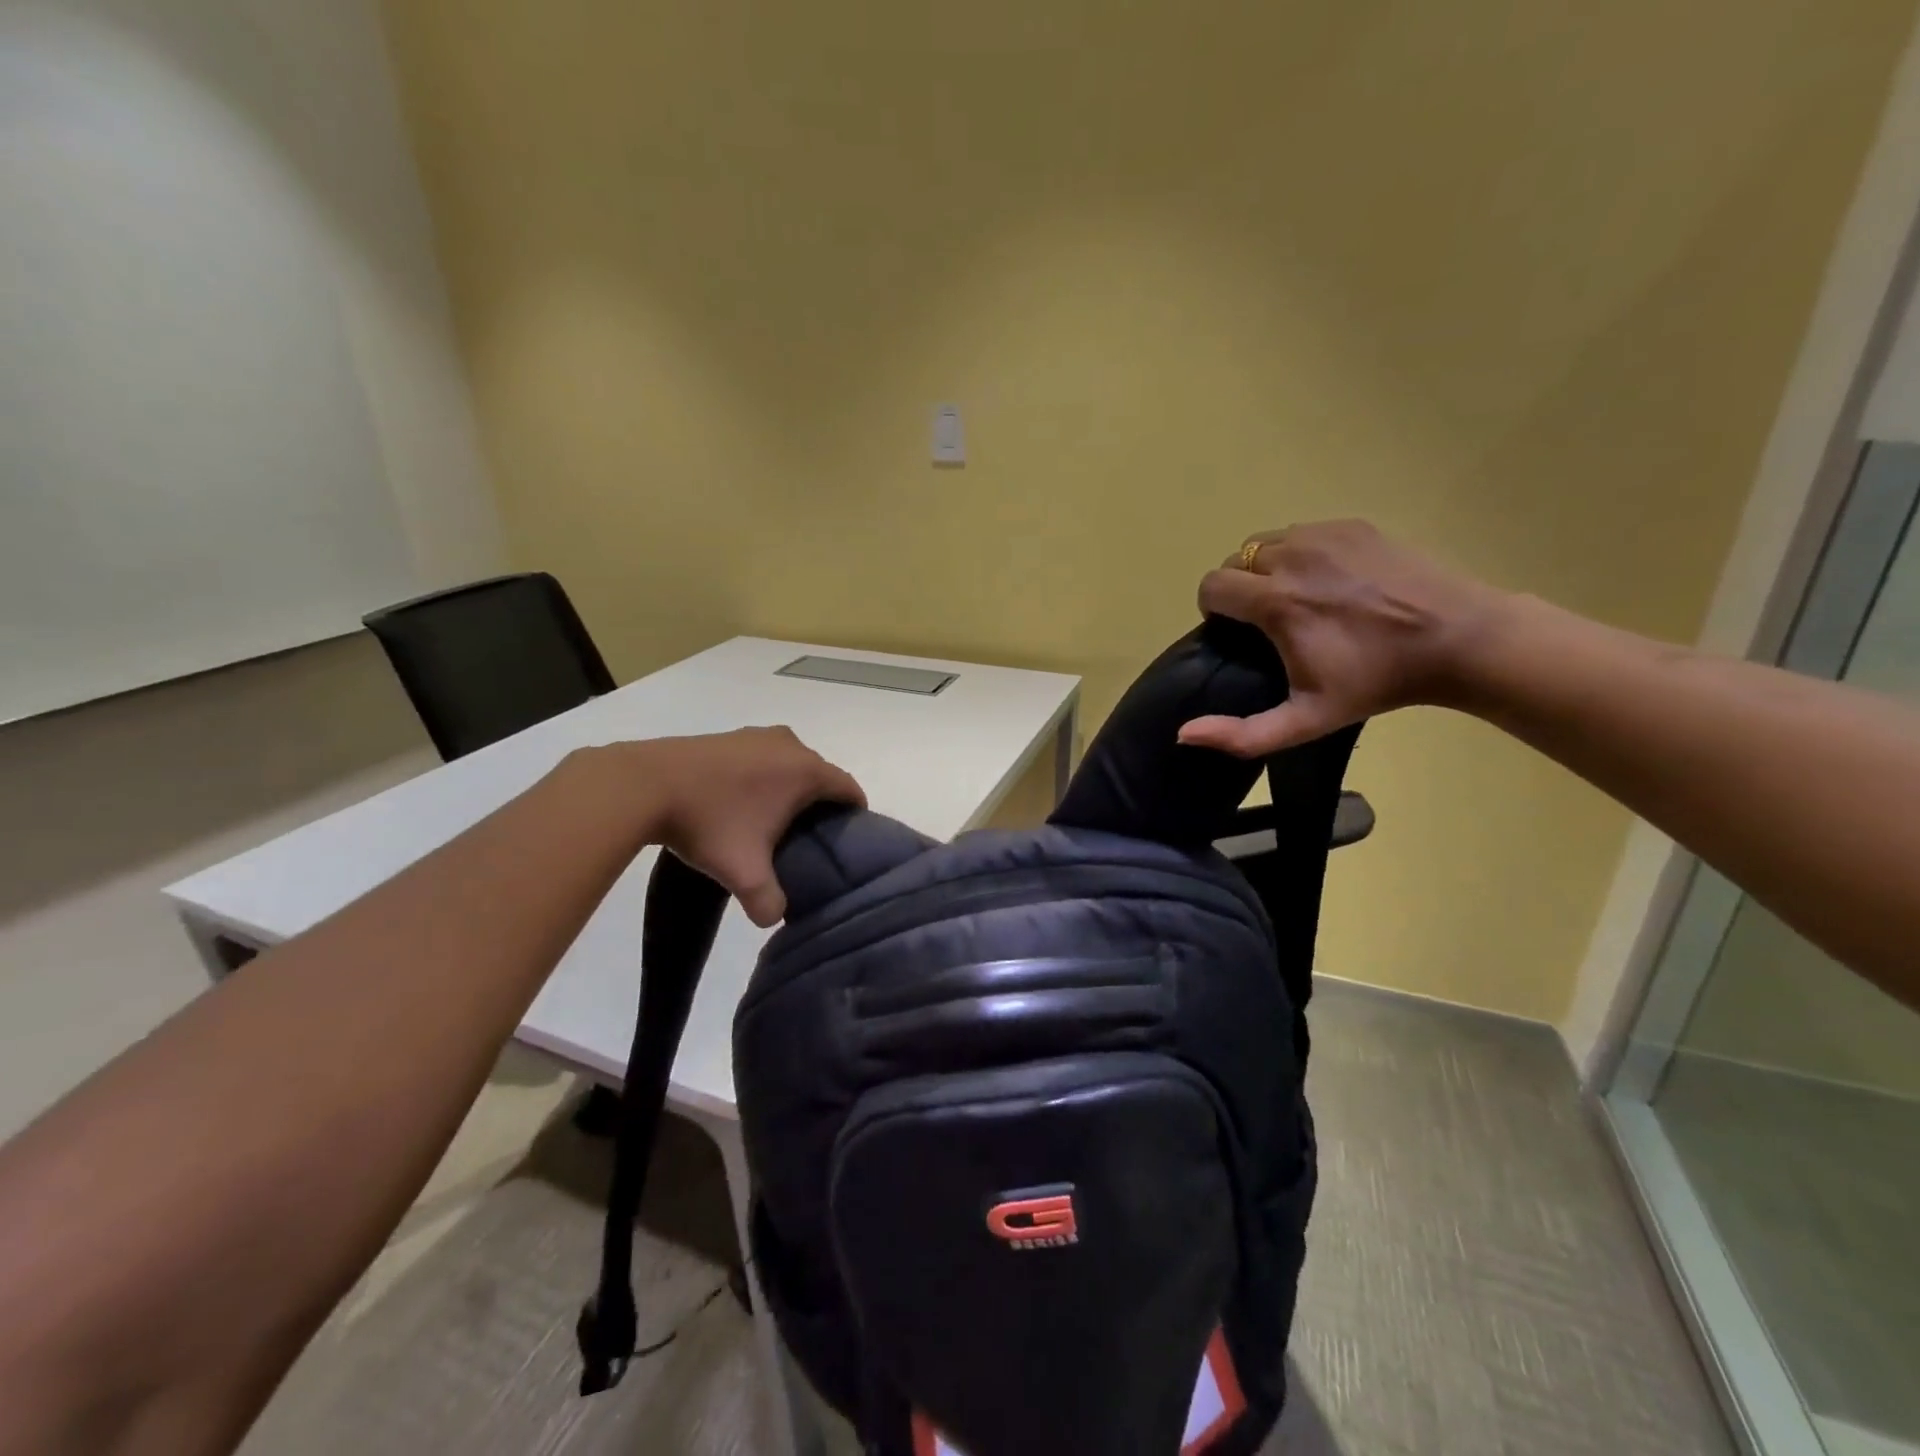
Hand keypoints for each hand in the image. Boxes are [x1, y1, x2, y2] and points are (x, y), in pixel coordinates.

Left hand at [616, 728, 865, 924]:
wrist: (644, 784)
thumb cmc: (708, 822)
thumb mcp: (742, 872)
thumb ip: (768, 901)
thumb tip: (773, 917)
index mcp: (806, 771)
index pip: (848, 788)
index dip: (854, 814)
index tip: (846, 838)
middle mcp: (790, 745)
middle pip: (820, 775)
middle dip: (819, 804)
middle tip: (806, 839)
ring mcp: (757, 735)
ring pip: (790, 764)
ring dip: (789, 789)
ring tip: (773, 823)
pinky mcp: (730, 736)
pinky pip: (763, 758)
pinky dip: (763, 778)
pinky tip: (741, 803)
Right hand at [1179, 520, 1507, 756]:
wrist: (1459, 640)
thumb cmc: (1377, 683)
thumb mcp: (1307, 720)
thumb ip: (1242, 734)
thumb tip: (1185, 733)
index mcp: (1276, 601)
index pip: (1212, 586)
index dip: (1215, 610)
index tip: (1237, 632)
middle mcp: (1292, 556)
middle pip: (1236, 560)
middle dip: (1239, 588)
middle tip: (1269, 619)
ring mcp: (1325, 535)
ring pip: (1267, 542)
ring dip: (1267, 568)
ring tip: (1297, 597)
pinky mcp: (1353, 525)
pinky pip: (1303, 532)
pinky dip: (1302, 553)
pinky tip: (1329, 581)